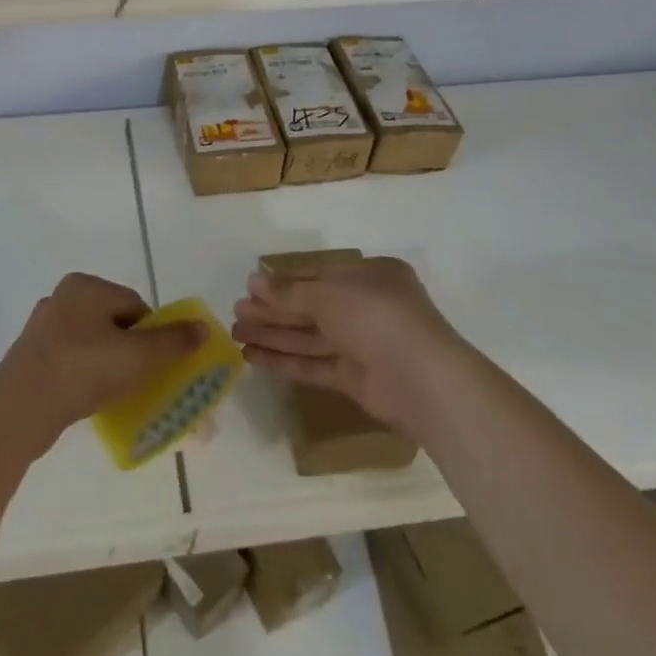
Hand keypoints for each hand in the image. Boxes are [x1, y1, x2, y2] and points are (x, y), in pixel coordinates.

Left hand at [0, 273, 204, 461]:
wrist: (17, 411)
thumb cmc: (82, 371)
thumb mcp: (138, 357)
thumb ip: (173, 342)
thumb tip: (202, 326)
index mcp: (85, 286)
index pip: (135, 305)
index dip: (152, 336)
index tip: (156, 366)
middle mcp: (61, 297)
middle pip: (114, 323)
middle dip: (131, 351)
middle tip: (139, 382)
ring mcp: (42, 327)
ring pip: (92, 343)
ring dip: (107, 365)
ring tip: (114, 394)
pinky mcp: (30, 355)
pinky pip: (70, 360)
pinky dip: (84, 376)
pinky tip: (88, 398)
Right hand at [231, 256, 461, 435]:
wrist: (421, 378)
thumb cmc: (375, 315)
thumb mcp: (327, 294)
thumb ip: (289, 291)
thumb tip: (253, 281)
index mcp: (370, 276)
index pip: (318, 276)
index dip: (283, 283)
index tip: (250, 287)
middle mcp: (366, 307)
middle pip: (310, 307)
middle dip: (273, 310)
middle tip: (236, 312)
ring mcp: (362, 344)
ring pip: (309, 336)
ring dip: (273, 334)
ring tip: (235, 333)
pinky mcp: (355, 378)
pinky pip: (314, 364)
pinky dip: (285, 360)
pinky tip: (253, 356)